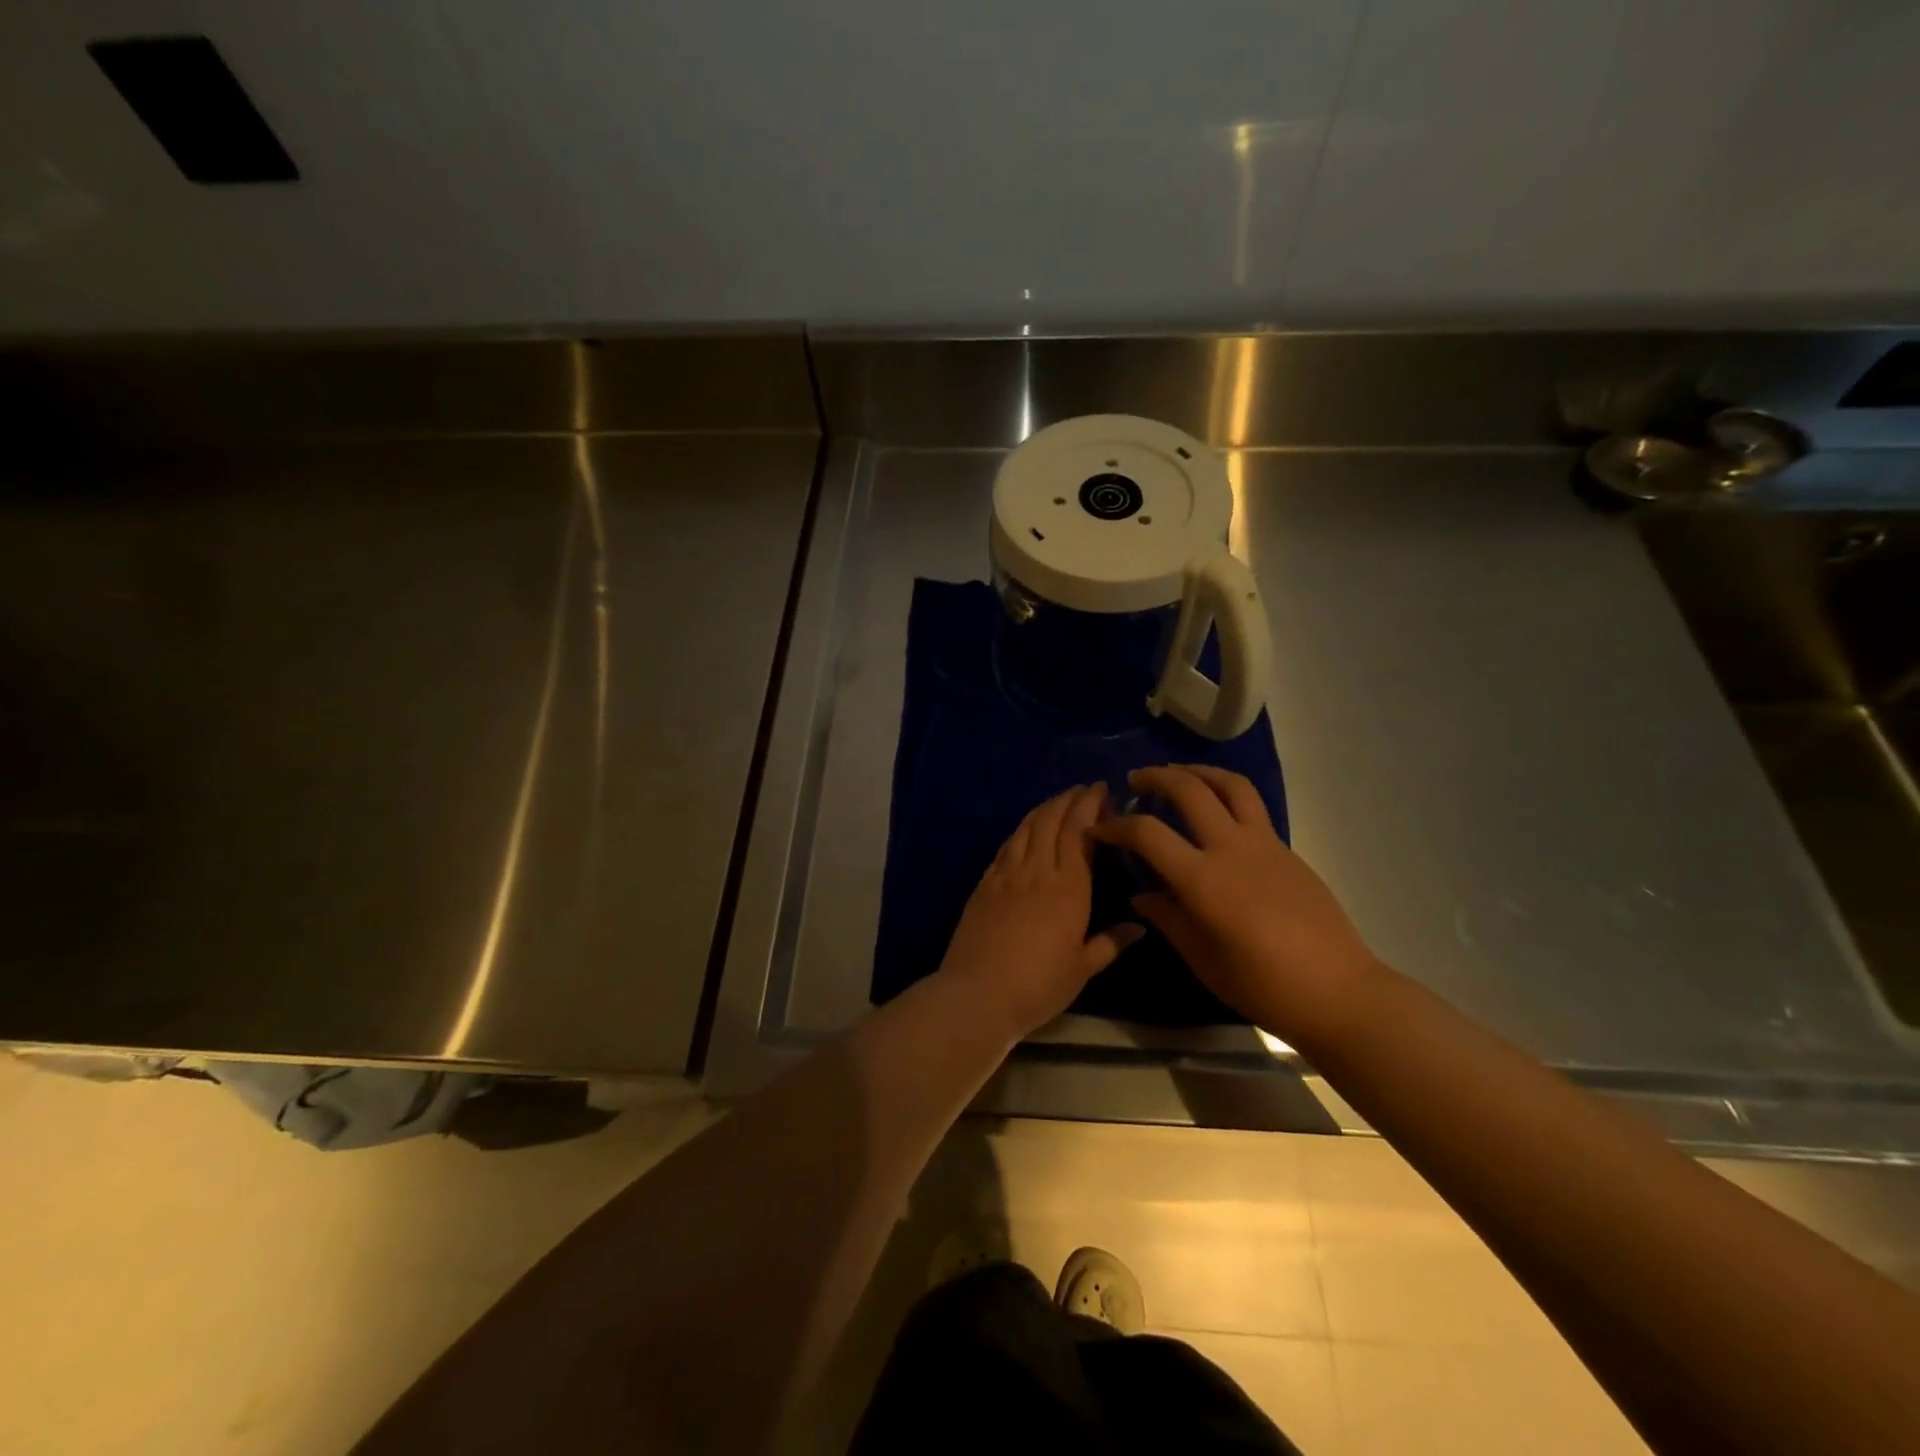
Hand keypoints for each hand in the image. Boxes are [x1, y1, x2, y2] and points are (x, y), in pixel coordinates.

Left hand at [937, 784, 1144, 1038]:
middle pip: (1052, 822)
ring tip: (1058, 801)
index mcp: (1069, 888)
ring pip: (1027, 828)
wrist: (977, 994)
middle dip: (1069, 800)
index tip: (1102, 790)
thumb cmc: (1038, 986)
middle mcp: (1038, 870)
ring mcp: (1007, 874)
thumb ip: (1111, 943)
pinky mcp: (984, 883)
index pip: (1080, 832)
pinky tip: (1026, 830)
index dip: (1090, 806)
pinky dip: (1020, 830)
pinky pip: (1006, 846)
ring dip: (1044, 809)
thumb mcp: (1082, 969)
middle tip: (1084, 790)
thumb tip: (1140, 927)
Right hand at [1091, 765, 1379, 1045]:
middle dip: (1155, 777)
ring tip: (1177, 774)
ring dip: (1197, 771)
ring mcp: (1264, 844)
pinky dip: (1225, 793)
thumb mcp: (1202, 959)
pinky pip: (1251, 806)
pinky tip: (1214, 811)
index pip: (1147, 833)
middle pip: (1188, 790)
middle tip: (1134, 781)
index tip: (1097, 829)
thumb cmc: (1262, 985)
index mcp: (1203, 880)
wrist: (1338, 991)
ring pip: (1229, 785)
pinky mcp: (1286, 849)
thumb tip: (1142, 895)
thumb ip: (1168, 919)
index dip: (1115, 826)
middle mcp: (1231, 848)